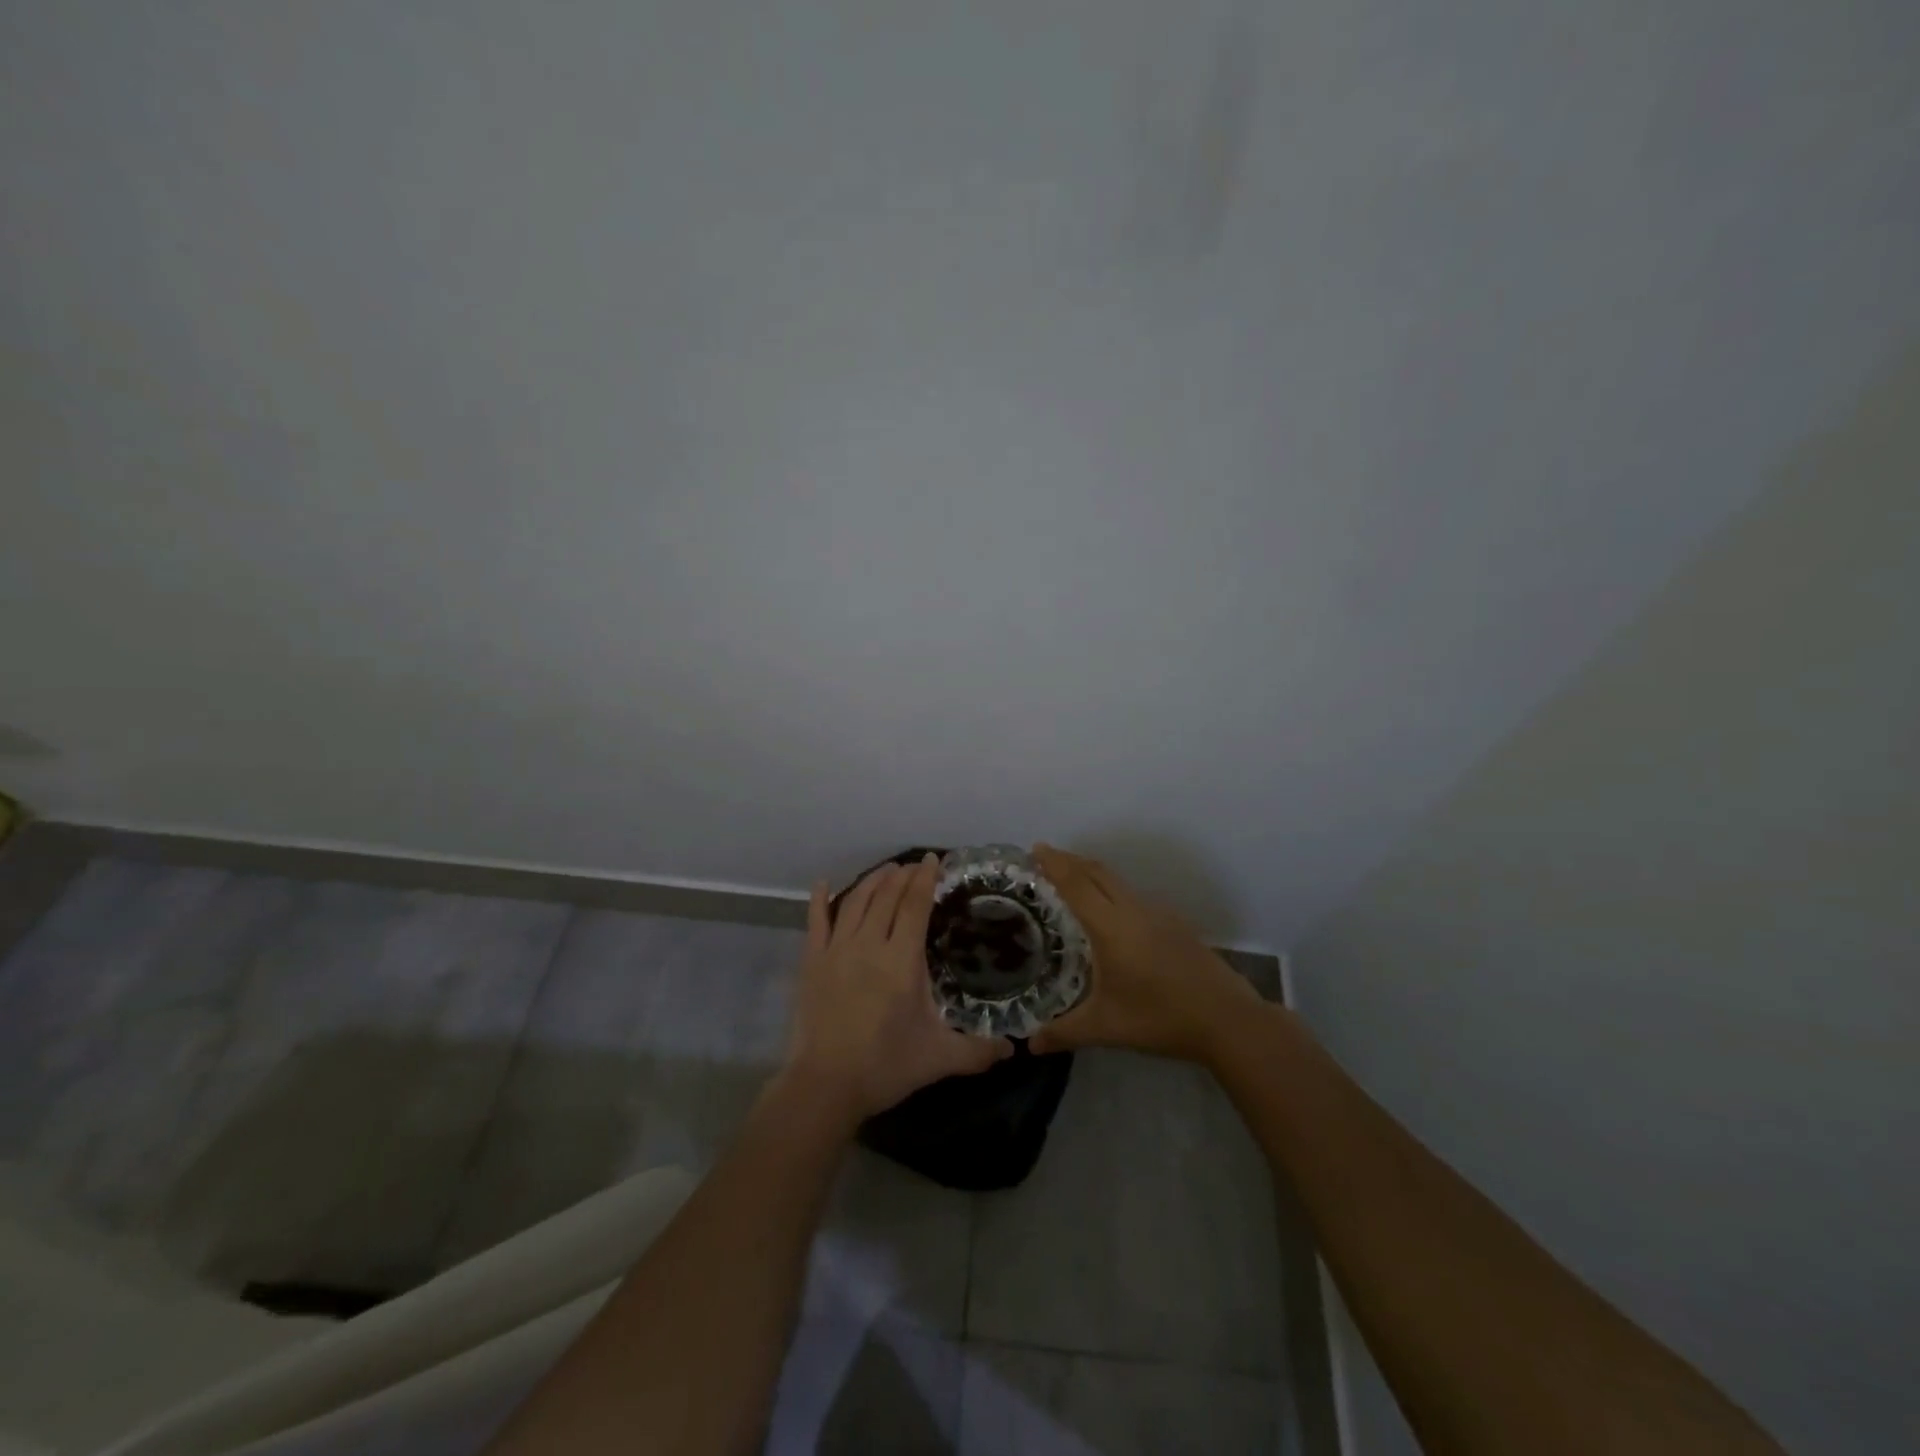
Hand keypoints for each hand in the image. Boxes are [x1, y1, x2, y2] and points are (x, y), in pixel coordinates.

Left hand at [783, 854, 1011, 1122]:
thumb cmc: (885, 1066)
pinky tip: (824, 884)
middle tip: (914, 865)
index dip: (925, 878)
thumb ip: (978, 1051)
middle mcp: (869, 944)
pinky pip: (816, 921)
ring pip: (855, 901)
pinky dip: (820, 899)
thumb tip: (1013, 1049)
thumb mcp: (939, 1058)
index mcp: (902, 959)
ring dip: (872, 881)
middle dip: (902, 875)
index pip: (915, 905)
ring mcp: (836, 950)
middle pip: (887, 896)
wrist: (825, 1085)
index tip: (933, 859)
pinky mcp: (811, 962)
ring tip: (886, 870)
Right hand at [1028, 844, 1262, 1062]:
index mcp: (1111, 926)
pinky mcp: (1175, 924)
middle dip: (1070, 860)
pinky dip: (1113, 890)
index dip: (1055, 863)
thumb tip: (1031, 1045)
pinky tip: (1113, 912)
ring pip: (1118, 882)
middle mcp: (1133, 910)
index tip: (1036, 847)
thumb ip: (1064, 1032)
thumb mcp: (1106, 1027)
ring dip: (1093, 873)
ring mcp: (1158, 914)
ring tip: (1073, 879)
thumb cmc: (1160, 1018)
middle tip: (1047, 857)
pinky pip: (1134, 895)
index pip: (1076, 884)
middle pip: (1097, 872)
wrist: (1226, 1019)